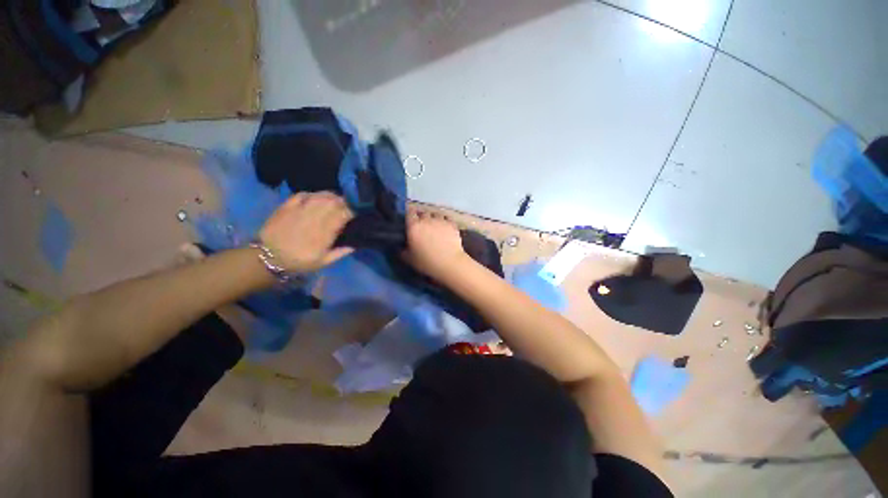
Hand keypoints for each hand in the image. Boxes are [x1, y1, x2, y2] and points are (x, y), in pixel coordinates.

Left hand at [259, 192, 353, 272]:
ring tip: (335, 201)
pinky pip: (304, 194)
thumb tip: (356, 244)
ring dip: (332, 196)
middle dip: (345, 201)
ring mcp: (300, 209)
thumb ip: (341, 252)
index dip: (353, 211)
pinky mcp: (288, 206)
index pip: (344, 214)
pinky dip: (314, 195)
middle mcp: (314, 217)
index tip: (357, 213)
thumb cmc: (299, 261)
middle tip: (348, 206)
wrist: (268, 257)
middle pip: (335, 201)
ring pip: (321, 195)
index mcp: (325, 232)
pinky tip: (317, 199)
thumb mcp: (323, 262)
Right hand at [402, 208, 468, 280]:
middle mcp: (427, 220)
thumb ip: (402, 251)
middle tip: (421, 224)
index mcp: (414, 226)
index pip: (409, 212)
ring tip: (434, 224)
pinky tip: (445, 225)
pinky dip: (445, 220)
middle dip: (421, 216)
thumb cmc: (427, 262)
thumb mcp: (409, 259)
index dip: (409, 214)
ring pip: (435, 213)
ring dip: (433, 217)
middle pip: (423, 212)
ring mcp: (441, 221)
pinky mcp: (452, 224)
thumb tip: (399, 247)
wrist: (449, 263)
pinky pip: (447, 218)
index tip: (410, 219)